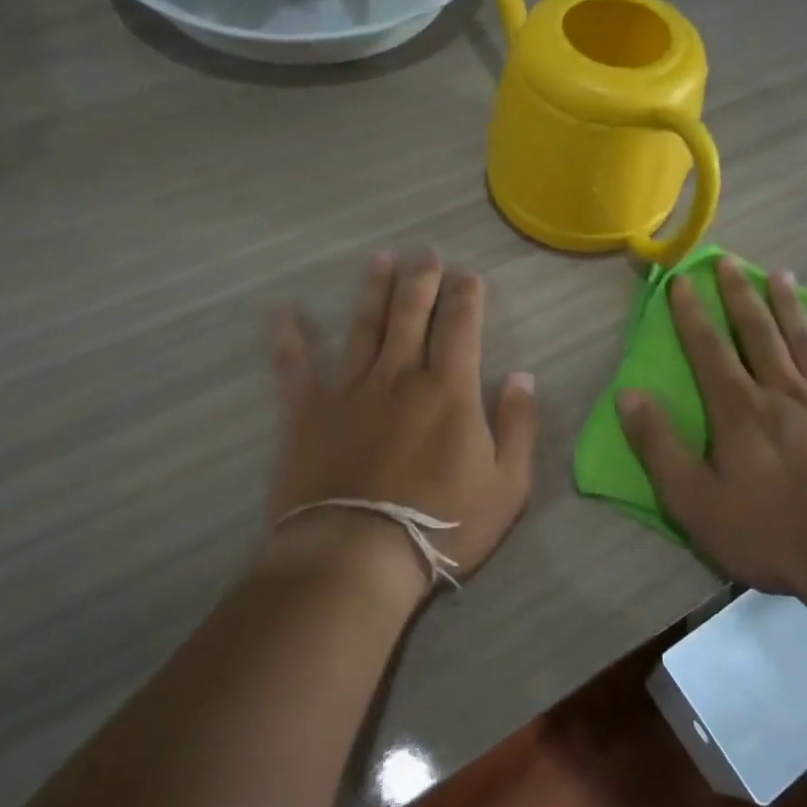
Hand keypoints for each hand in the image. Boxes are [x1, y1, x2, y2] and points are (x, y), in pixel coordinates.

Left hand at [263, 249, 538, 589]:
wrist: (357, 555)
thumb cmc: (442, 524)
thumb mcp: (507, 485)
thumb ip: (519, 426)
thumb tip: (523, 377)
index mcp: (448, 390)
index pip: (461, 326)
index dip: (466, 296)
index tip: (468, 274)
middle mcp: (399, 375)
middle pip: (411, 314)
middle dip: (422, 279)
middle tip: (425, 252)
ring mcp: (349, 389)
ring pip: (363, 326)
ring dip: (373, 290)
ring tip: (380, 259)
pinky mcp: (306, 411)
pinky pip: (294, 365)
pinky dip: (288, 336)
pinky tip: (283, 310)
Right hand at [616, 255, 806, 595]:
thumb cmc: (768, 534)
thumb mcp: (693, 501)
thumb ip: (659, 446)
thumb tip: (629, 395)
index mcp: (740, 410)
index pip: (709, 349)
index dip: (692, 314)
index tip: (682, 281)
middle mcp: (784, 392)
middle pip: (759, 333)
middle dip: (741, 295)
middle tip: (731, 261)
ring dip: (790, 306)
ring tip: (781, 274)